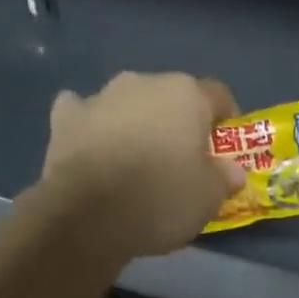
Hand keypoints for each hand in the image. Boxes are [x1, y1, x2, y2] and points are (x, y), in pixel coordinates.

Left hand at [34, 72, 245, 259]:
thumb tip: (232, 170)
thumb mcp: (210, 198)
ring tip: (139, 162)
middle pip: (172, 98)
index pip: (218, 96)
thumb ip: (225, 178)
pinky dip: (94, 128)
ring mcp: (101, 96)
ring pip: (130, 105)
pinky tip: (96, 149)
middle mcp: (144, 83)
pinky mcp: (66, 117)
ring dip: (138, 124)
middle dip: (179, 124)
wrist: (89, 215)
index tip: (226, 150)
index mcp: (186, 95)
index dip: (227, 121)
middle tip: (183, 162)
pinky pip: (86, 114)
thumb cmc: (162, 199)